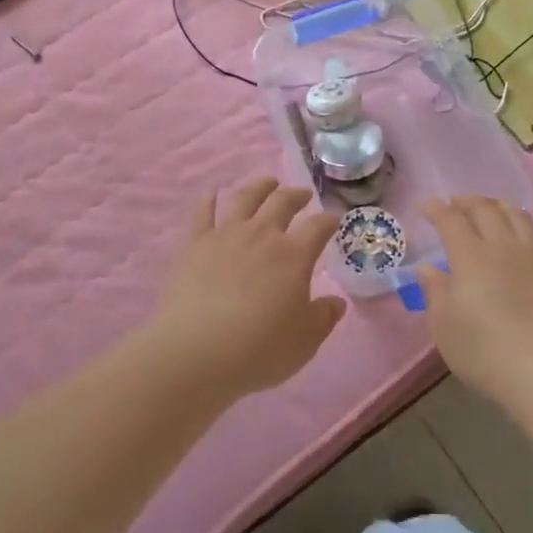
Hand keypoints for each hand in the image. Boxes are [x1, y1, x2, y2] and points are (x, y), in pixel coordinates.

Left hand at [151, 179, 345, 401]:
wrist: (197, 350)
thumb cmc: (259, 349)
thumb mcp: (304, 341)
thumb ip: (323, 318)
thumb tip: (337, 302)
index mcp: (293, 255)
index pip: (318, 227)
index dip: (329, 220)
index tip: (334, 218)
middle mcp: (261, 235)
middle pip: (282, 202)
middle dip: (296, 195)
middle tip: (302, 194)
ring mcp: (226, 235)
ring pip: (245, 198)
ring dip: (259, 187)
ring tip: (267, 182)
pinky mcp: (195, 243)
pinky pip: (203, 213)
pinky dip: (209, 201)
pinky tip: (212, 195)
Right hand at [419, 197, 532, 405]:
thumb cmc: (483, 350)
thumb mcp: (444, 325)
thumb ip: (435, 291)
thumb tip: (429, 268)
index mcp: (470, 255)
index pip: (450, 219)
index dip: (437, 209)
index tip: (427, 206)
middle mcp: (504, 246)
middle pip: (486, 209)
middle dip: (467, 201)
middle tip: (456, 204)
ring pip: (519, 217)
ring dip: (500, 208)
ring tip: (492, 211)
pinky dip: (526, 234)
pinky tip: (524, 246)